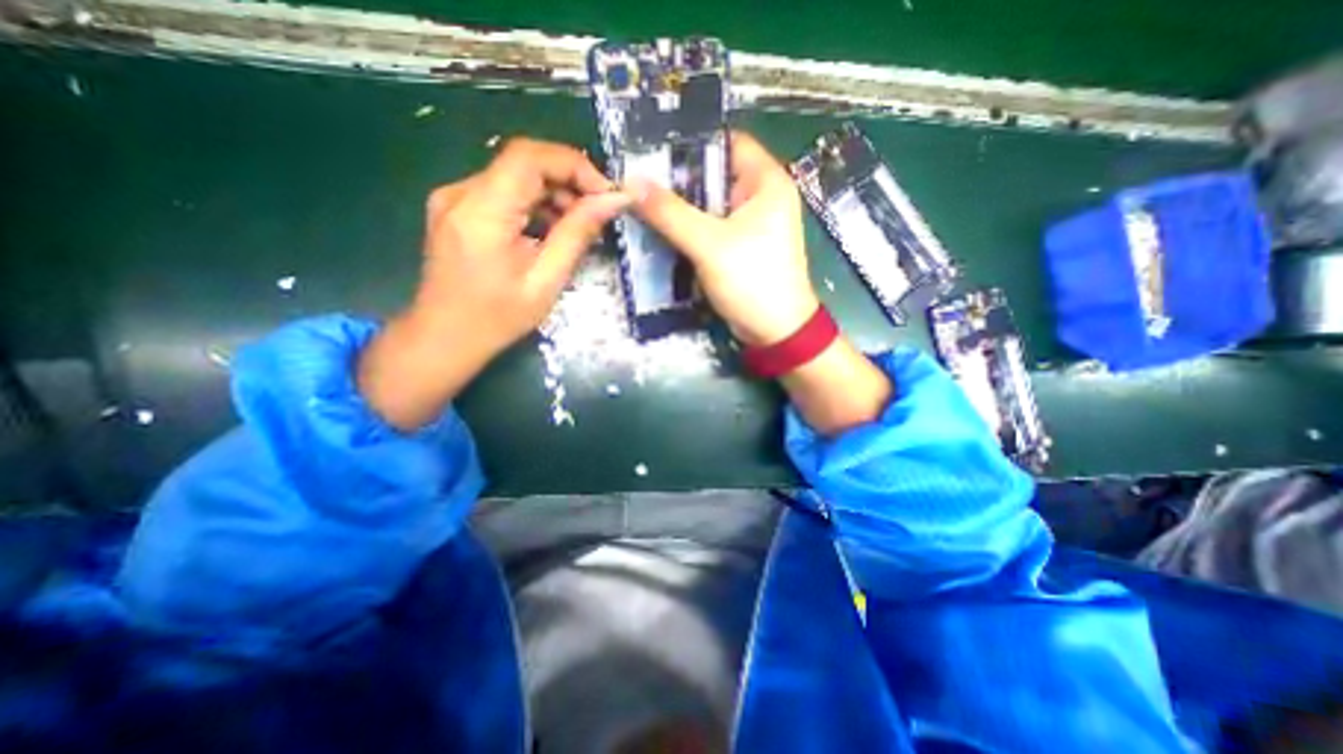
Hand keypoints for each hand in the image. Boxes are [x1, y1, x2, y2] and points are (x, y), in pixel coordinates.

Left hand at [414, 136, 635, 356]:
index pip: (529, 157)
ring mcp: (454, 198)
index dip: (574, 165)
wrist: (445, 338)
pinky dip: (533, 204)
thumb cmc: (498, 318)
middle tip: (598, 212)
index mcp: (482, 212)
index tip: (606, 193)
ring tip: (577, 226)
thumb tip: (613, 201)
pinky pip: (503, 192)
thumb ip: (577, 235)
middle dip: (568, 181)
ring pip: (515, 176)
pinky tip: (550, 230)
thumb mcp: (546, 281)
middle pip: (523, 163)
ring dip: (553, 194)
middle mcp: (461, 193)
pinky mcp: (456, 208)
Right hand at [632, 129, 888, 432]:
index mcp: (766, 181)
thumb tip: (631, 183)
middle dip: (677, 179)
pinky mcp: (738, 246)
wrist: (775, 332)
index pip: (726, 142)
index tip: (650, 150)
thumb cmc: (752, 281)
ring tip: (641, 203)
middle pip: (713, 174)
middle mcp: (760, 196)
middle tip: (637, 181)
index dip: (690, 143)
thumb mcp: (709, 244)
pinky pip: (709, 227)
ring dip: (679, 206)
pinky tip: (661, 229)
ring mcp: (749, 223)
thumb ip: (671, 213)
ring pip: (708, 203)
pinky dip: (688, 228)